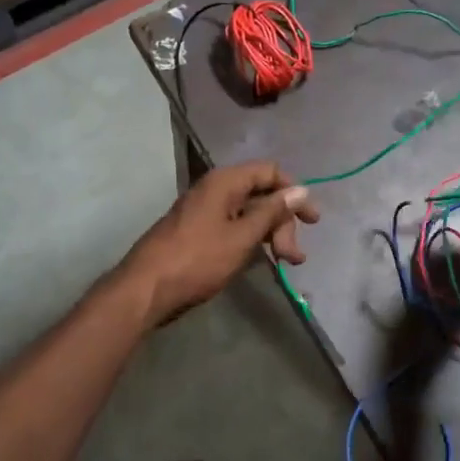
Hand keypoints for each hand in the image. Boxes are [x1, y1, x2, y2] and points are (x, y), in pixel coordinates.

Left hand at [119, 162, 319, 324]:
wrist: (147, 289)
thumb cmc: (197, 259)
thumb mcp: (242, 236)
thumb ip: (272, 212)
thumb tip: (300, 190)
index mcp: (224, 182)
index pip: (270, 171)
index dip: (293, 192)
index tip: (312, 220)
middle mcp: (215, 190)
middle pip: (261, 195)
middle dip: (283, 222)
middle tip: (293, 256)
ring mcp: (205, 212)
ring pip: (249, 214)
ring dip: (271, 235)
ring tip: (286, 263)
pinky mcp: (199, 233)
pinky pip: (234, 227)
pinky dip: (252, 241)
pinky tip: (262, 261)